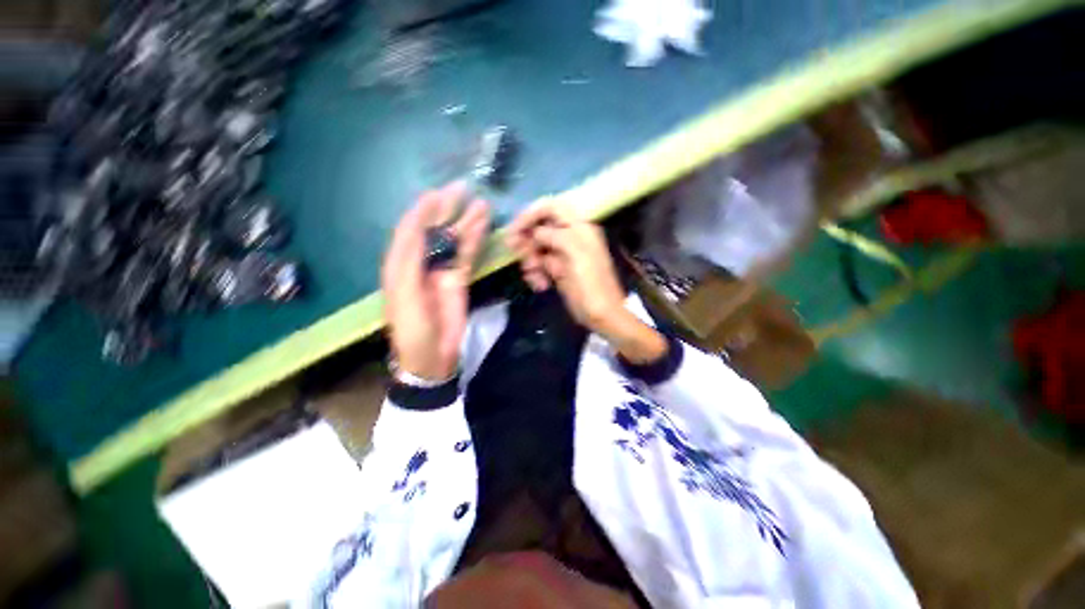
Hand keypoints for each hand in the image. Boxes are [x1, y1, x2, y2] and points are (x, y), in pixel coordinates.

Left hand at [383, 183, 488, 380]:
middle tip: (462, 188)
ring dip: (466, 221)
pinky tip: (483, 225)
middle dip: (446, 209)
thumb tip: (420, 228)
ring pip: (454, 240)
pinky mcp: (458, 278)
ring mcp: (442, 269)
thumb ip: (410, 261)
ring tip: (481, 203)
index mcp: (399, 264)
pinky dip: (475, 239)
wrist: (432, 356)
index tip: (437, 193)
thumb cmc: (413, 330)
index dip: (422, 211)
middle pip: (434, 230)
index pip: (410, 230)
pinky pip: (467, 254)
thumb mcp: (405, 296)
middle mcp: (420, 262)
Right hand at [507, 201, 624, 328]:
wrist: (602, 315)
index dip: (531, 214)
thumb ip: (557, 236)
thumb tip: (536, 232)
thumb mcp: (576, 256)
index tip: (514, 230)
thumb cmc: (592, 285)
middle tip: (519, 256)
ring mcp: (563, 254)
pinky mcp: (558, 270)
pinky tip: (540, 286)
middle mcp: (571, 237)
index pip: (551, 208)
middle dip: (528, 243)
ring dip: (531, 262)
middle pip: (540, 228)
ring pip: (537, 248)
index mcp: (579, 228)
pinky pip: (539, 264)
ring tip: (535, 278)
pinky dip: (535, 274)